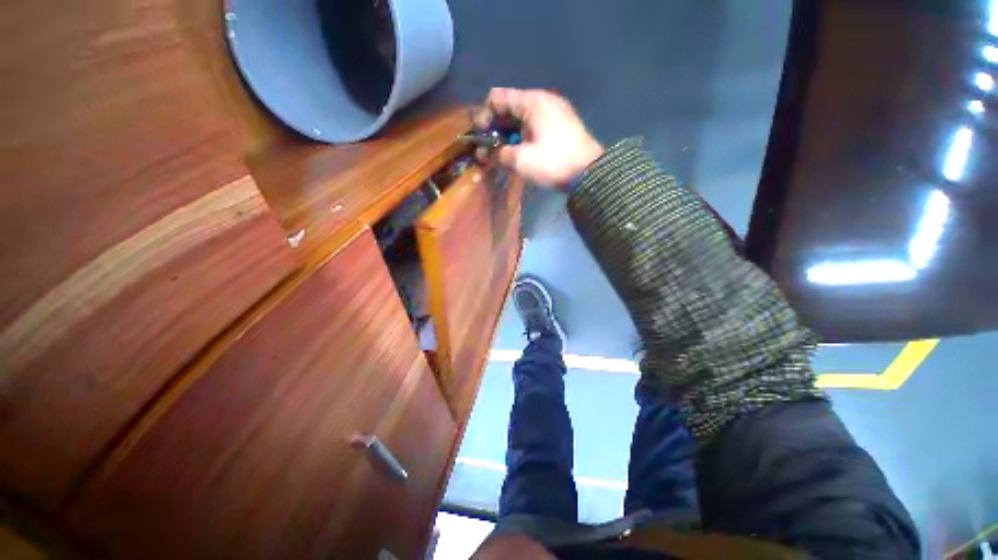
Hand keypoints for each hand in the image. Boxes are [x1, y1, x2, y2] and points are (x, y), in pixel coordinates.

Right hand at [474, 88, 603, 188]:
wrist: (588, 173)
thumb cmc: (552, 162)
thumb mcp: (521, 160)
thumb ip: (498, 155)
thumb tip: (485, 156)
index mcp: (531, 101)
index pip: (497, 97)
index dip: (484, 115)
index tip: (480, 137)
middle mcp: (542, 100)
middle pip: (509, 107)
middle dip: (495, 128)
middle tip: (488, 150)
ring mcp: (553, 112)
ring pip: (521, 118)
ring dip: (508, 134)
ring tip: (502, 154)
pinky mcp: (559, 126)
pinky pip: (533, 125)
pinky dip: (522, 136)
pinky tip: (519, 152)